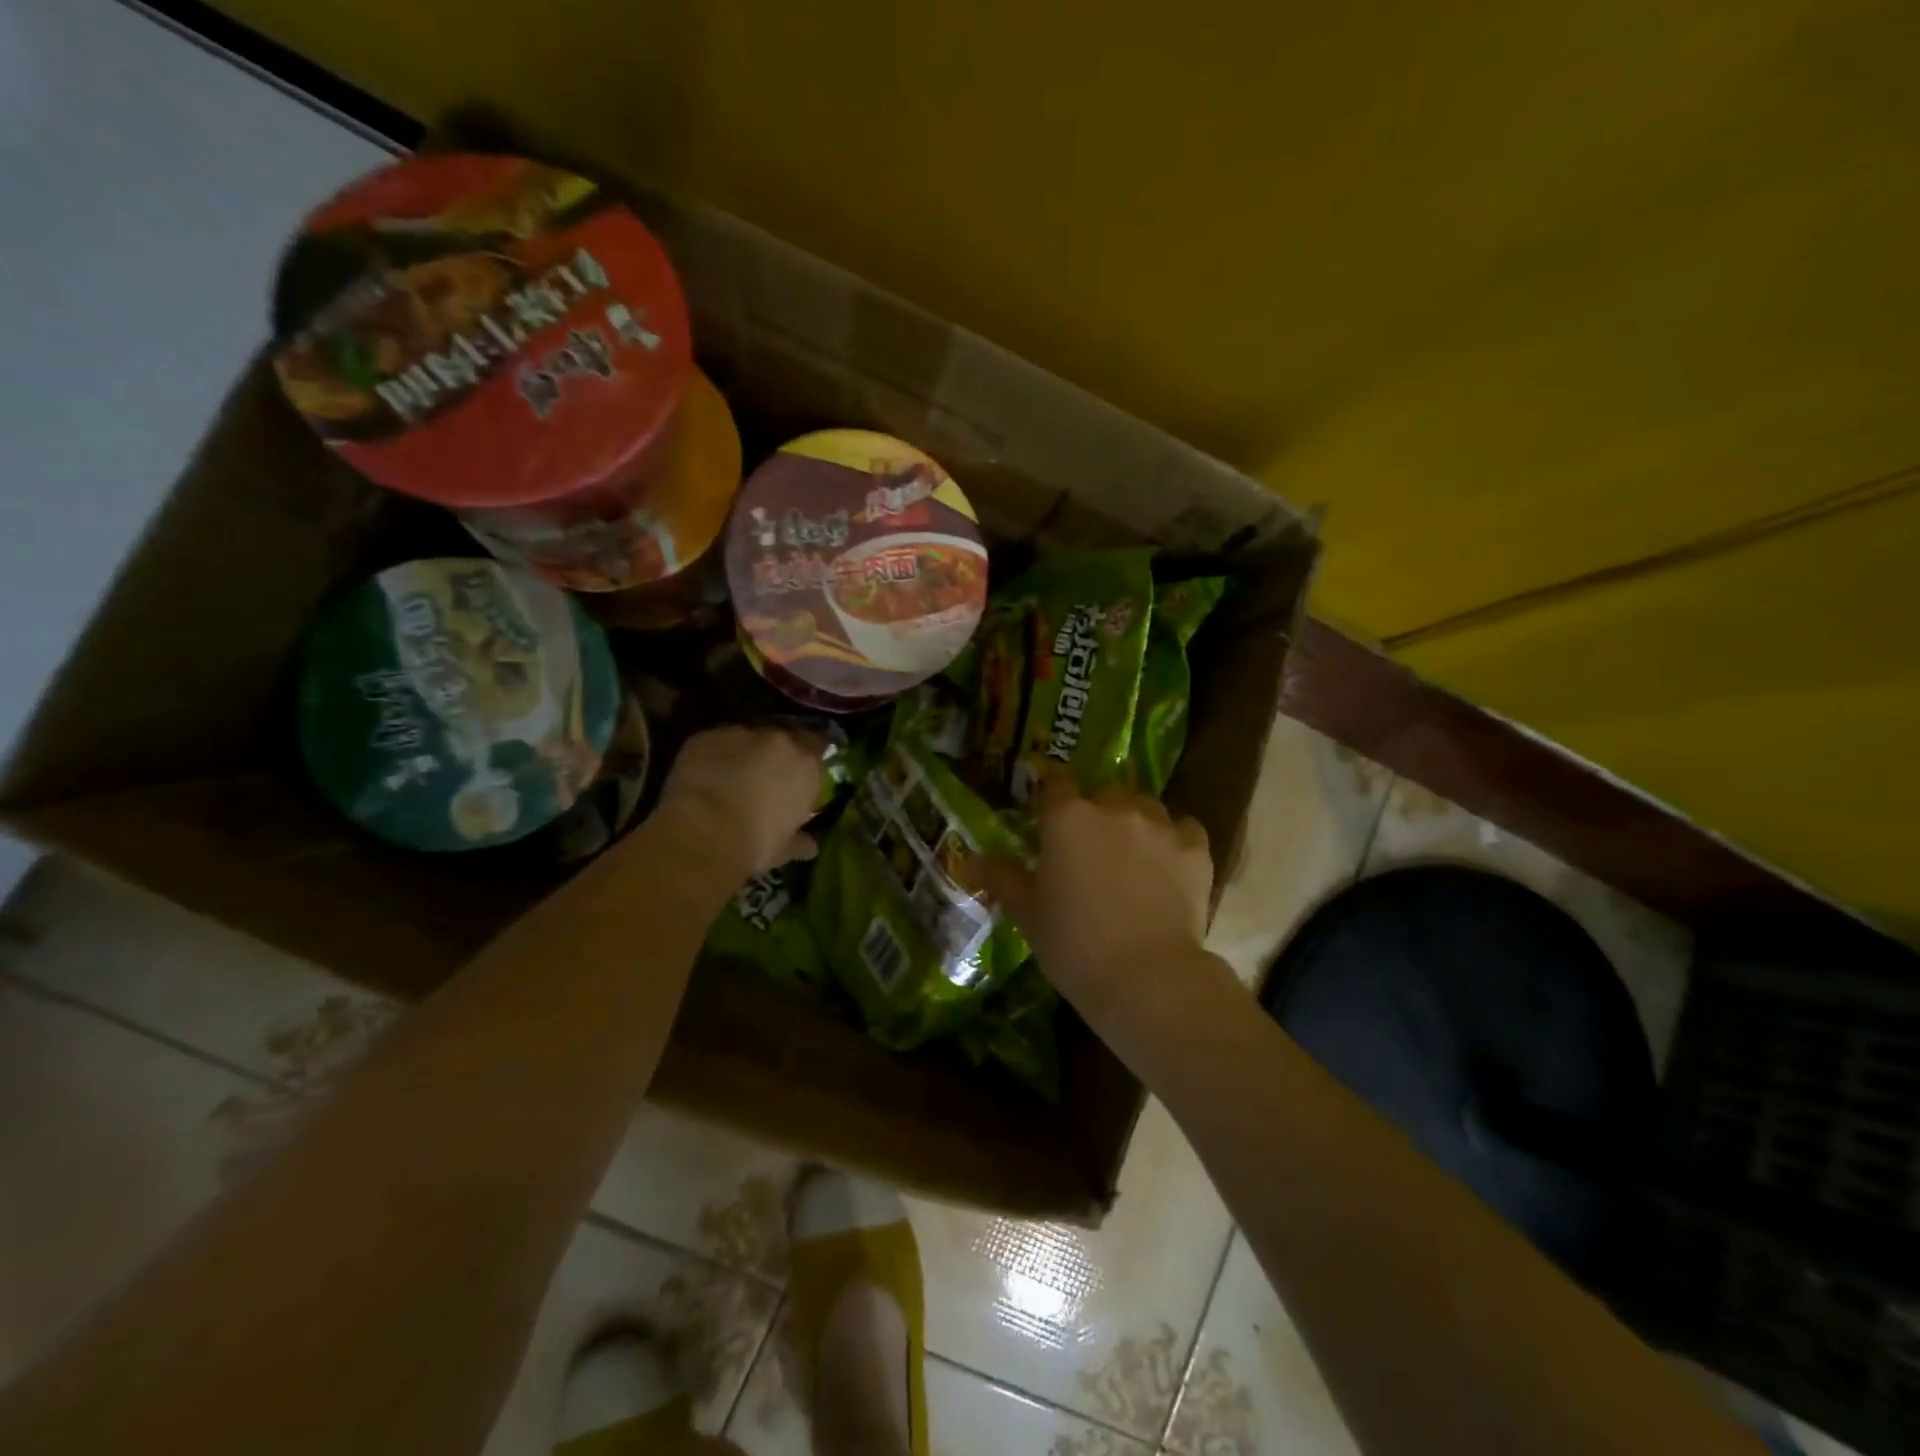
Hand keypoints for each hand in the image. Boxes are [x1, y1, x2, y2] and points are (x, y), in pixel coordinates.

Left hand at [656, 726, 824, 877]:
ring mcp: (740, 734)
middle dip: (774, 756)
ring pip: (746, 739)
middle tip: (764, 780)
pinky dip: (713, 757)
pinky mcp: (705, 736)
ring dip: (743, 754)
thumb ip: (799, 841)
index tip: (798, 777)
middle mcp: (778, 741)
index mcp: (806, 764)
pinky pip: (715, 744)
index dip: (806, 761)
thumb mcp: (784, 849)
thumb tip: (810, 846)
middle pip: (781, 739)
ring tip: (729, 780)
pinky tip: (704, 778)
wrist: (703, 832)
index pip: (816, 747)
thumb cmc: (755, 843)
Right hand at [978, 779, 1227, 1041]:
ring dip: (1135, 823)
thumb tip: (972, 858)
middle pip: (1103, 794)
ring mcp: (1160, 824)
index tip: (1049, 823)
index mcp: (1067, 817)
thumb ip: (1002, 878)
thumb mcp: (1028, 913)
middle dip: (1096, 813)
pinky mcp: (1196, 847)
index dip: (1051, 802)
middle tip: (1091, 852)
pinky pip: (1183, 829)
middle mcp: (1114, 807)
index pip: (1054, 785)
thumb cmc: (1074, 945)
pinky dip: (1175, 841)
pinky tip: (1169, 867)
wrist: (1146, 979)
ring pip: (1145, 807)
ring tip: (1133, 859)